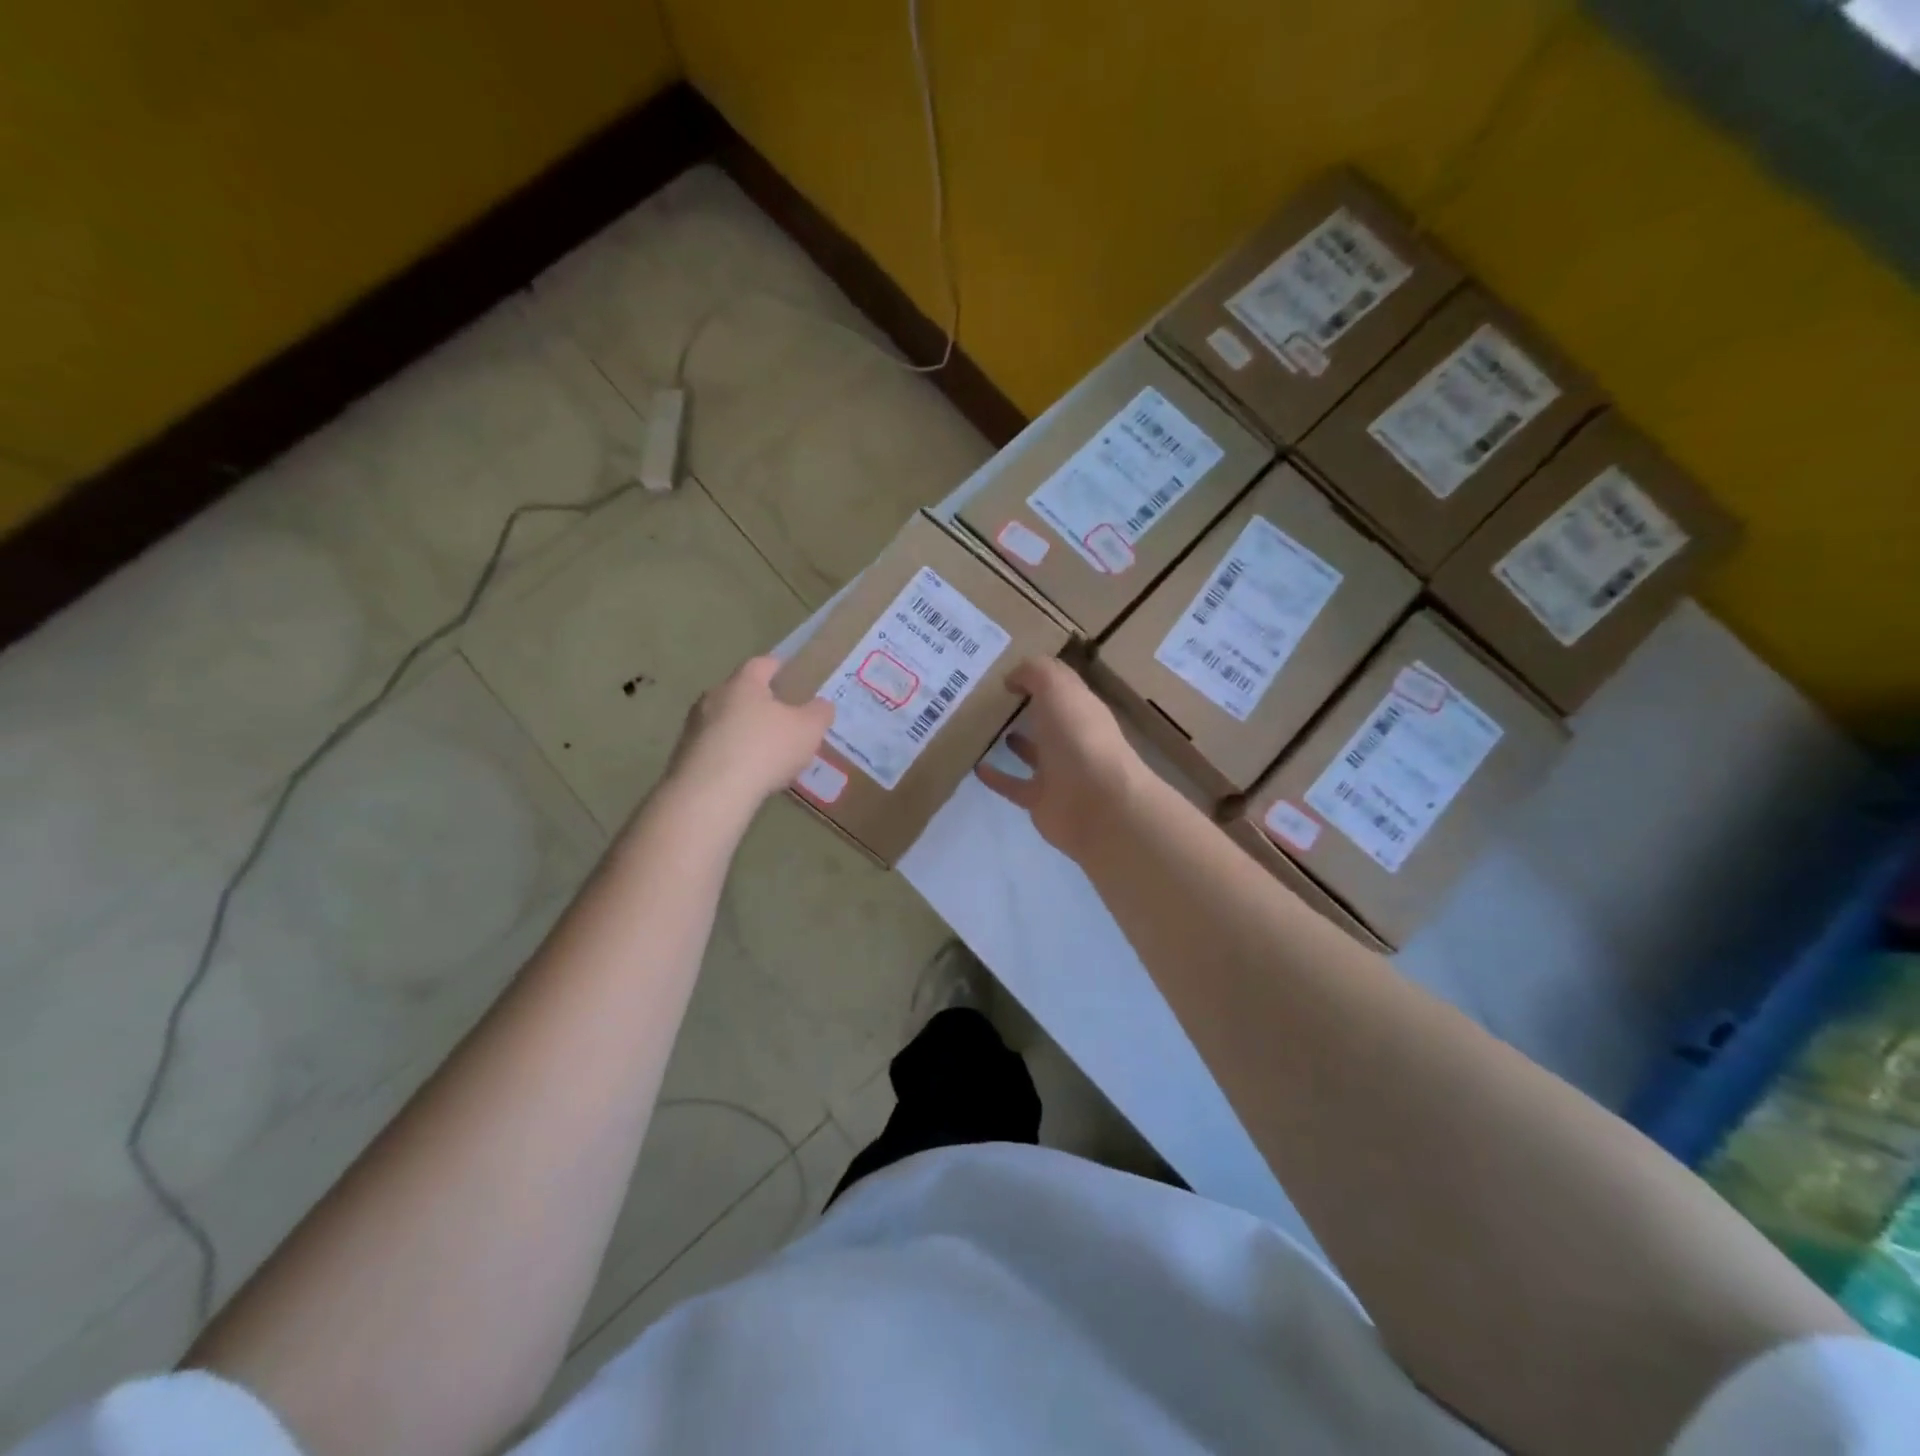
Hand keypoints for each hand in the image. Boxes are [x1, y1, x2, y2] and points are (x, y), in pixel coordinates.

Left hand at [665, 657, 833, 814]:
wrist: (711, 792)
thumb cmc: (764, 749)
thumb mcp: (808, 730)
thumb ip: (819, 713)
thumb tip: (822, 705)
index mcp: (743, 684)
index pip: (761, 664)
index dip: (777, 667)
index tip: (788, 673)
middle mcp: (713, 698)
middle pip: (738, 692)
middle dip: (757, 701)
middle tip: (780, 716)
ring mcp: (693, 727)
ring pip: (722, 721)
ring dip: (740, 730)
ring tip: (761, 749)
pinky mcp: (683, 756)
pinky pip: (712, 748)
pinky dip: (728, 754)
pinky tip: (742, 773)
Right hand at [975, 658, 1144, 860]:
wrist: (1097, 804)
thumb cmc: (1079, 738)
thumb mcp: (1058, 688)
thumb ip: (1035, 673)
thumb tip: (1013, 677)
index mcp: (1082, 709)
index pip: (1062, 686)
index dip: (1040, 676)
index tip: (1006, 670)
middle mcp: (1073, 739)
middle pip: (1049, 719)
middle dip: (1029, 708)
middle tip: (991, 698)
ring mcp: (1059, 772)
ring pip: (1034, 753)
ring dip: (1016, 742)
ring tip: (985, 729)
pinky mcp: (1041, 801)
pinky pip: (1014, 786)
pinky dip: (996, 778)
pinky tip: (976, 767)